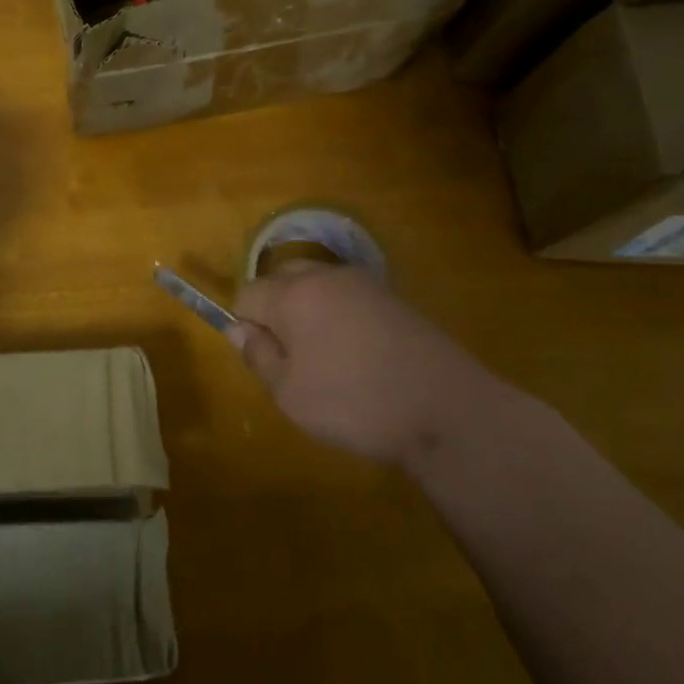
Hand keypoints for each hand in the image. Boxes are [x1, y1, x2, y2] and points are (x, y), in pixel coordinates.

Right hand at [227, 264, 497, 467]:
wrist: (446, 408)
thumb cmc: (355, 403)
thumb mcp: (290, 394)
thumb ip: (258, 356)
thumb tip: (237, 330)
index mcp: (292, 294)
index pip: (246, 293)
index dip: (245, 325)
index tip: (265, 359)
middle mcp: (324, 275)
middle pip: (281, 279)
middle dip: (275, 310)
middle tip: (292, 357)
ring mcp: (363, 282)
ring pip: (316, 284)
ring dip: (309, 311)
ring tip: (327, 358)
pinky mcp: (393, 296)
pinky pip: (348, 295)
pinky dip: (341, 315)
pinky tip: (359, 354)